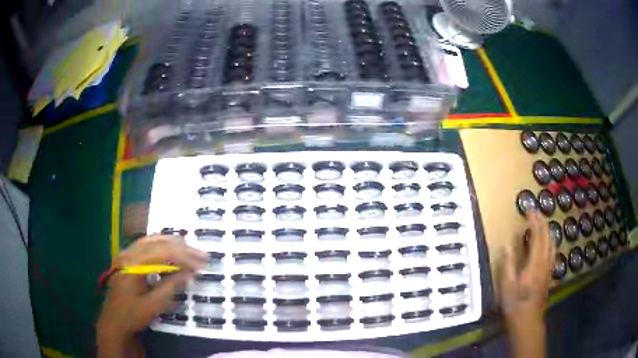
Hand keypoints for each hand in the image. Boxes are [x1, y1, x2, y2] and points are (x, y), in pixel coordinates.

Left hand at [97, 236, 206, 356]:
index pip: (162, 252)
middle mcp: (129, 253)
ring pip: (152, 240)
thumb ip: (169, 287)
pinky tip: (172, 251)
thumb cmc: (131, 315)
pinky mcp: (128, 258)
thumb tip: (189, 273)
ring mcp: (126, 254)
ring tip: (191, 251)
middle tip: (201, 256)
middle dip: (181, 248)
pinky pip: (147, 246)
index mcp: (133, 264)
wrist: (113, 321)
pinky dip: (163, 247)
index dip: (184, 256)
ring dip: (172, 244)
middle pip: (157, 242)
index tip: (201, 264)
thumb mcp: (152, 306)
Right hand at [499, 211, 553, 357]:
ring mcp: (548, 268)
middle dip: (542, 222)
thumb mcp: (507, 285)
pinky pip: (553, 252)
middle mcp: (544, 262)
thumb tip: (508, 244)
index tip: (529, 210)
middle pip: (547, 237)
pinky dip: (551, 242)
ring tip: (543, 223)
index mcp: (534, 263)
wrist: (528, 320)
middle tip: (536, 212)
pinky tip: (548, 243)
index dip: (534, 221)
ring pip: (552, 244)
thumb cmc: (515, 303)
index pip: (537, 236)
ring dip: (548, 231)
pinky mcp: (549, 274)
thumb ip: (509, 263)